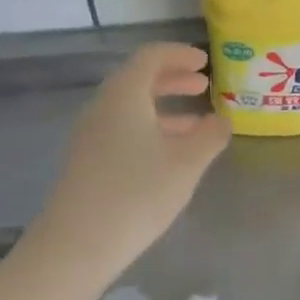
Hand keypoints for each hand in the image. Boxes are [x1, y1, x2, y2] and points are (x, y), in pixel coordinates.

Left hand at [37, 43, 230, 277]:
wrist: (77, 245)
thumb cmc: (137, 193)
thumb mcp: (187, 163)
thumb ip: (210, 135)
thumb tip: (222, 120)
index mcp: (125, 94)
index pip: (151, 56)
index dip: (180, 54)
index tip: (204, 61)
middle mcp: (103, 106)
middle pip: (138, 79)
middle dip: (173, 79)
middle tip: (203, 86)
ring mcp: (91, 135)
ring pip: (130, 107)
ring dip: (164, 107)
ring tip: (197, 124)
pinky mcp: (87, 161)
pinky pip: (122, 129)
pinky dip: (150, 128)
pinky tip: (170, 154)